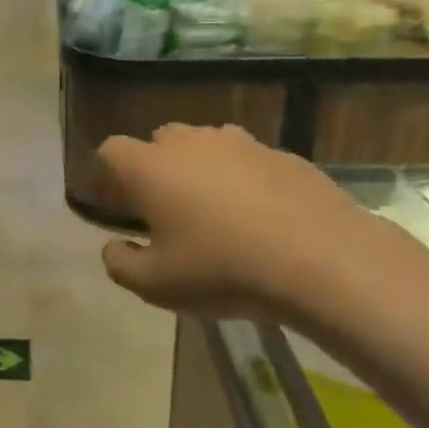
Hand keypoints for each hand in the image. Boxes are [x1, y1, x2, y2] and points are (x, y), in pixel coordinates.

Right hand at [97, 124, 373, 319]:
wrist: (322, 260)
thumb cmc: (222, 269)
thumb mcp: (155, 285)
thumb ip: (120, 263)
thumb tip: (114, 247)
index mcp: (149, 167)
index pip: (110, 151)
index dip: (105, 175)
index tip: (115, 205)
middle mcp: (189, 142)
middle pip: (158, 142)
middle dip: (155, 169)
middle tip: (165, 211)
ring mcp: (240, 143)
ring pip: (205, 147)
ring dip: (200, 171)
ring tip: (216, 214)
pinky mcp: (283, 155)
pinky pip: (248, 162)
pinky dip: (243, 181)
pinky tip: (260, 219)